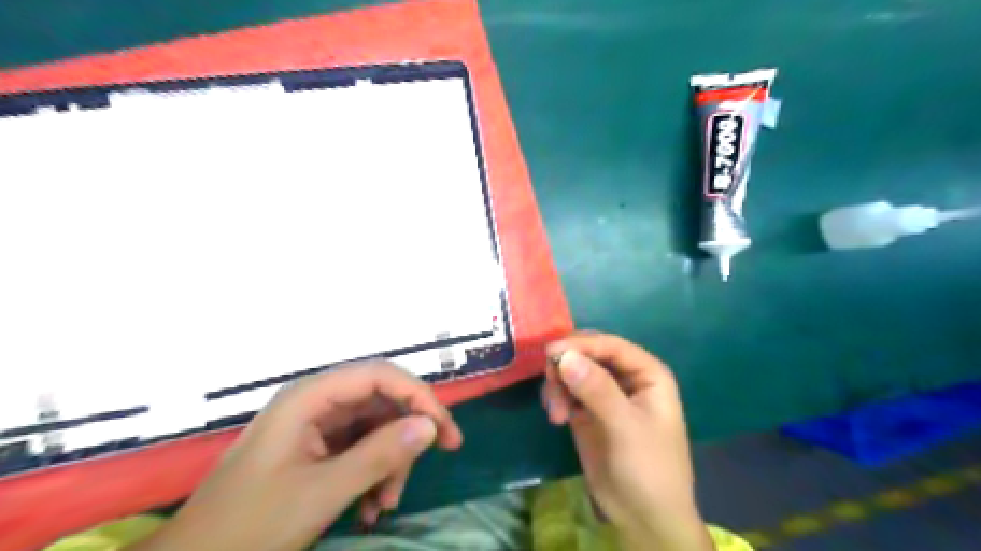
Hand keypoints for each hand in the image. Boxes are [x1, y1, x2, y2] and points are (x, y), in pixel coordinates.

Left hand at [131, 363, 465, 549]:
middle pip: (380, 401)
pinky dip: (374, 473)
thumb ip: (380, 454)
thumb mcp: (324, 492)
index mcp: (311, 397)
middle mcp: (316, 402)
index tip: (444, 429)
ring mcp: (316, 425)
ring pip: (374, 427)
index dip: (417, 395)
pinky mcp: (316, 448)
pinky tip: (372, 506)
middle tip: (433, 462)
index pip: (380, 375)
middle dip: (406, 434)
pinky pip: (360, 448)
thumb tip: (431, 426)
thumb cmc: (251, 525)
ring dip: (390, 461)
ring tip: (386, 504)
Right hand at [544, 332, 712, 550]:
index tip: (550, 353)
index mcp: (647, 373)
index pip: (610, 345)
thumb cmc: (649, 469)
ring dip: (559, 385)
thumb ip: (597, 390)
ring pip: (573, 371)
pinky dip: (557, 398)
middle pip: (589, 354)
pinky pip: (567, 391)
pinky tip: (557, 418)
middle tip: (550, 384)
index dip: (581, 345)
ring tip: (556, 414)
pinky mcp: (588, 412)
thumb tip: (564, 357)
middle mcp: (626, 378)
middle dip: (566, 365)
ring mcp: (605, 395)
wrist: (645, 519)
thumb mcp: (626, 427)